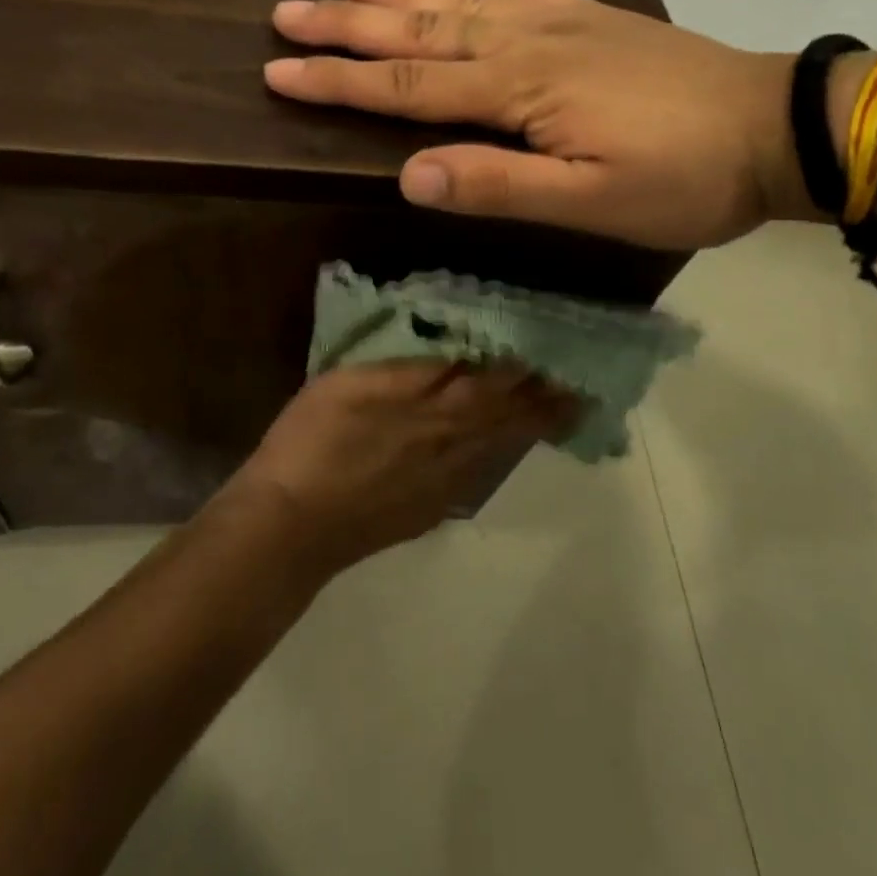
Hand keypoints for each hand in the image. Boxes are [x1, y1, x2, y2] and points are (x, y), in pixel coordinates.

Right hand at [227, 361, 575, 572]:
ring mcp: (443, 482)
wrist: (291, 527)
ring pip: (499, 446)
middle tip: (585, 387)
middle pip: (509, 416)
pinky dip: (499, 455)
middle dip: (549, 399)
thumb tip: (458, 352)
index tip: (561, 347)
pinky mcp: (430, 508)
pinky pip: (478, 473)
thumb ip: (408, 367)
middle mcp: (451, 445)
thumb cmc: (312, 442)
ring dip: (533, 427)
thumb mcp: (351, 382)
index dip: (530, 364)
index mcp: (434, 408)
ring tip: (563, 414)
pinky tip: (500, 450)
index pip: (496, 379)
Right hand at [264, 0, 802, 249]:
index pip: (406, 84)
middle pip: (419, 29)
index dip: (339, 80)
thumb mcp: (593, 202)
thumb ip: (501, 186)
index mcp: (518, 89)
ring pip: (456, 1)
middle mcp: (525, 41)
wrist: (772, 125)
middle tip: (286, 10)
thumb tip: (409, 176)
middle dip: (347, 23)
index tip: (277, 71)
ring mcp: (557, 20)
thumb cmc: (683, 177)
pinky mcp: (585, 16)